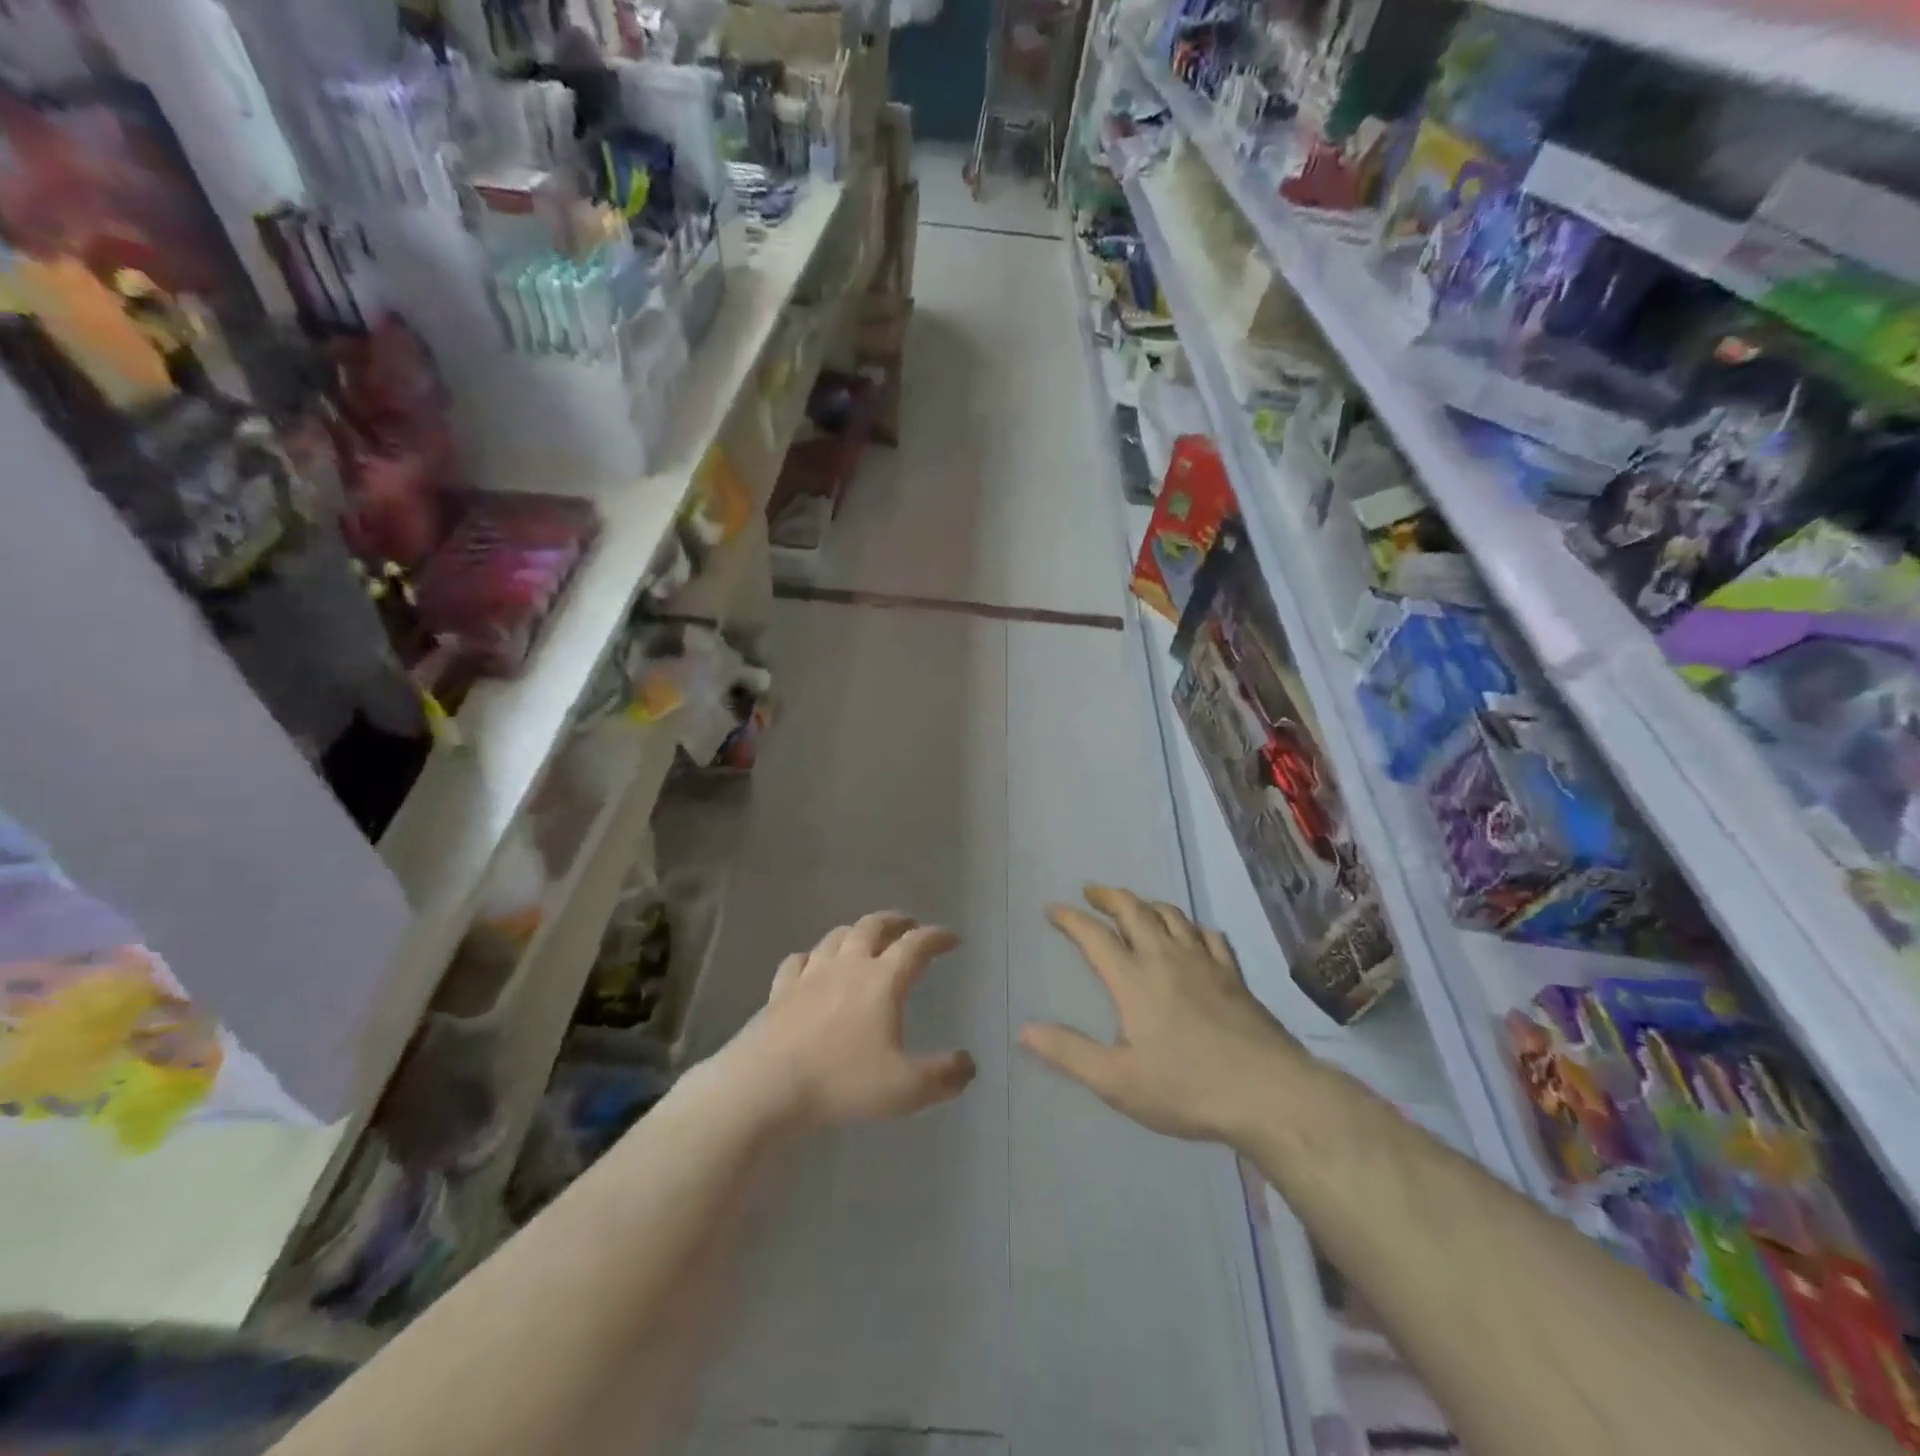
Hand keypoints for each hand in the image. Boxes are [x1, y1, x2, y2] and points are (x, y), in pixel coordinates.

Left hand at [725, 912, 976, 1131]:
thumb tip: (968, 1064)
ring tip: (865, 939)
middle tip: (909, 924)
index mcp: (882, 980)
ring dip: (856, 932)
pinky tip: (811, 965)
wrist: (765, 1086)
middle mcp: (847, 966)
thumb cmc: (841, 1082)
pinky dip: (811, 957)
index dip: (936, 937)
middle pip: (873, 927)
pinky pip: (797, 961)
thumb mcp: (905, 1089)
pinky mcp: (779, 991)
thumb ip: (943, 1076)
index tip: (952, 937)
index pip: (916, 946)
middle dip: (895, 921)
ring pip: (836, 937)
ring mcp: (809, 975)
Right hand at [1019, 886, 1306, 1145]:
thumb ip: (1069, 1053)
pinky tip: (1190, 933)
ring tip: (1134, 907)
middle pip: (1133, 910)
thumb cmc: (1187, 1088)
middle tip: (1091, 892)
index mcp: (1133, 979)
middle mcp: (1165, 958)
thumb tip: (1024, 1029)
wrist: (1268, 1093)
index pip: (1094, 936)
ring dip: (1146, 904)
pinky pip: (1208, 934)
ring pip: (1171, 915)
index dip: (1070, 918)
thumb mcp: (1118, 1081)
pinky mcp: (1233, 975)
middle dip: (1109, 896)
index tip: (1053, 909)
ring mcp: (1204, 962)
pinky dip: (1190, 925)